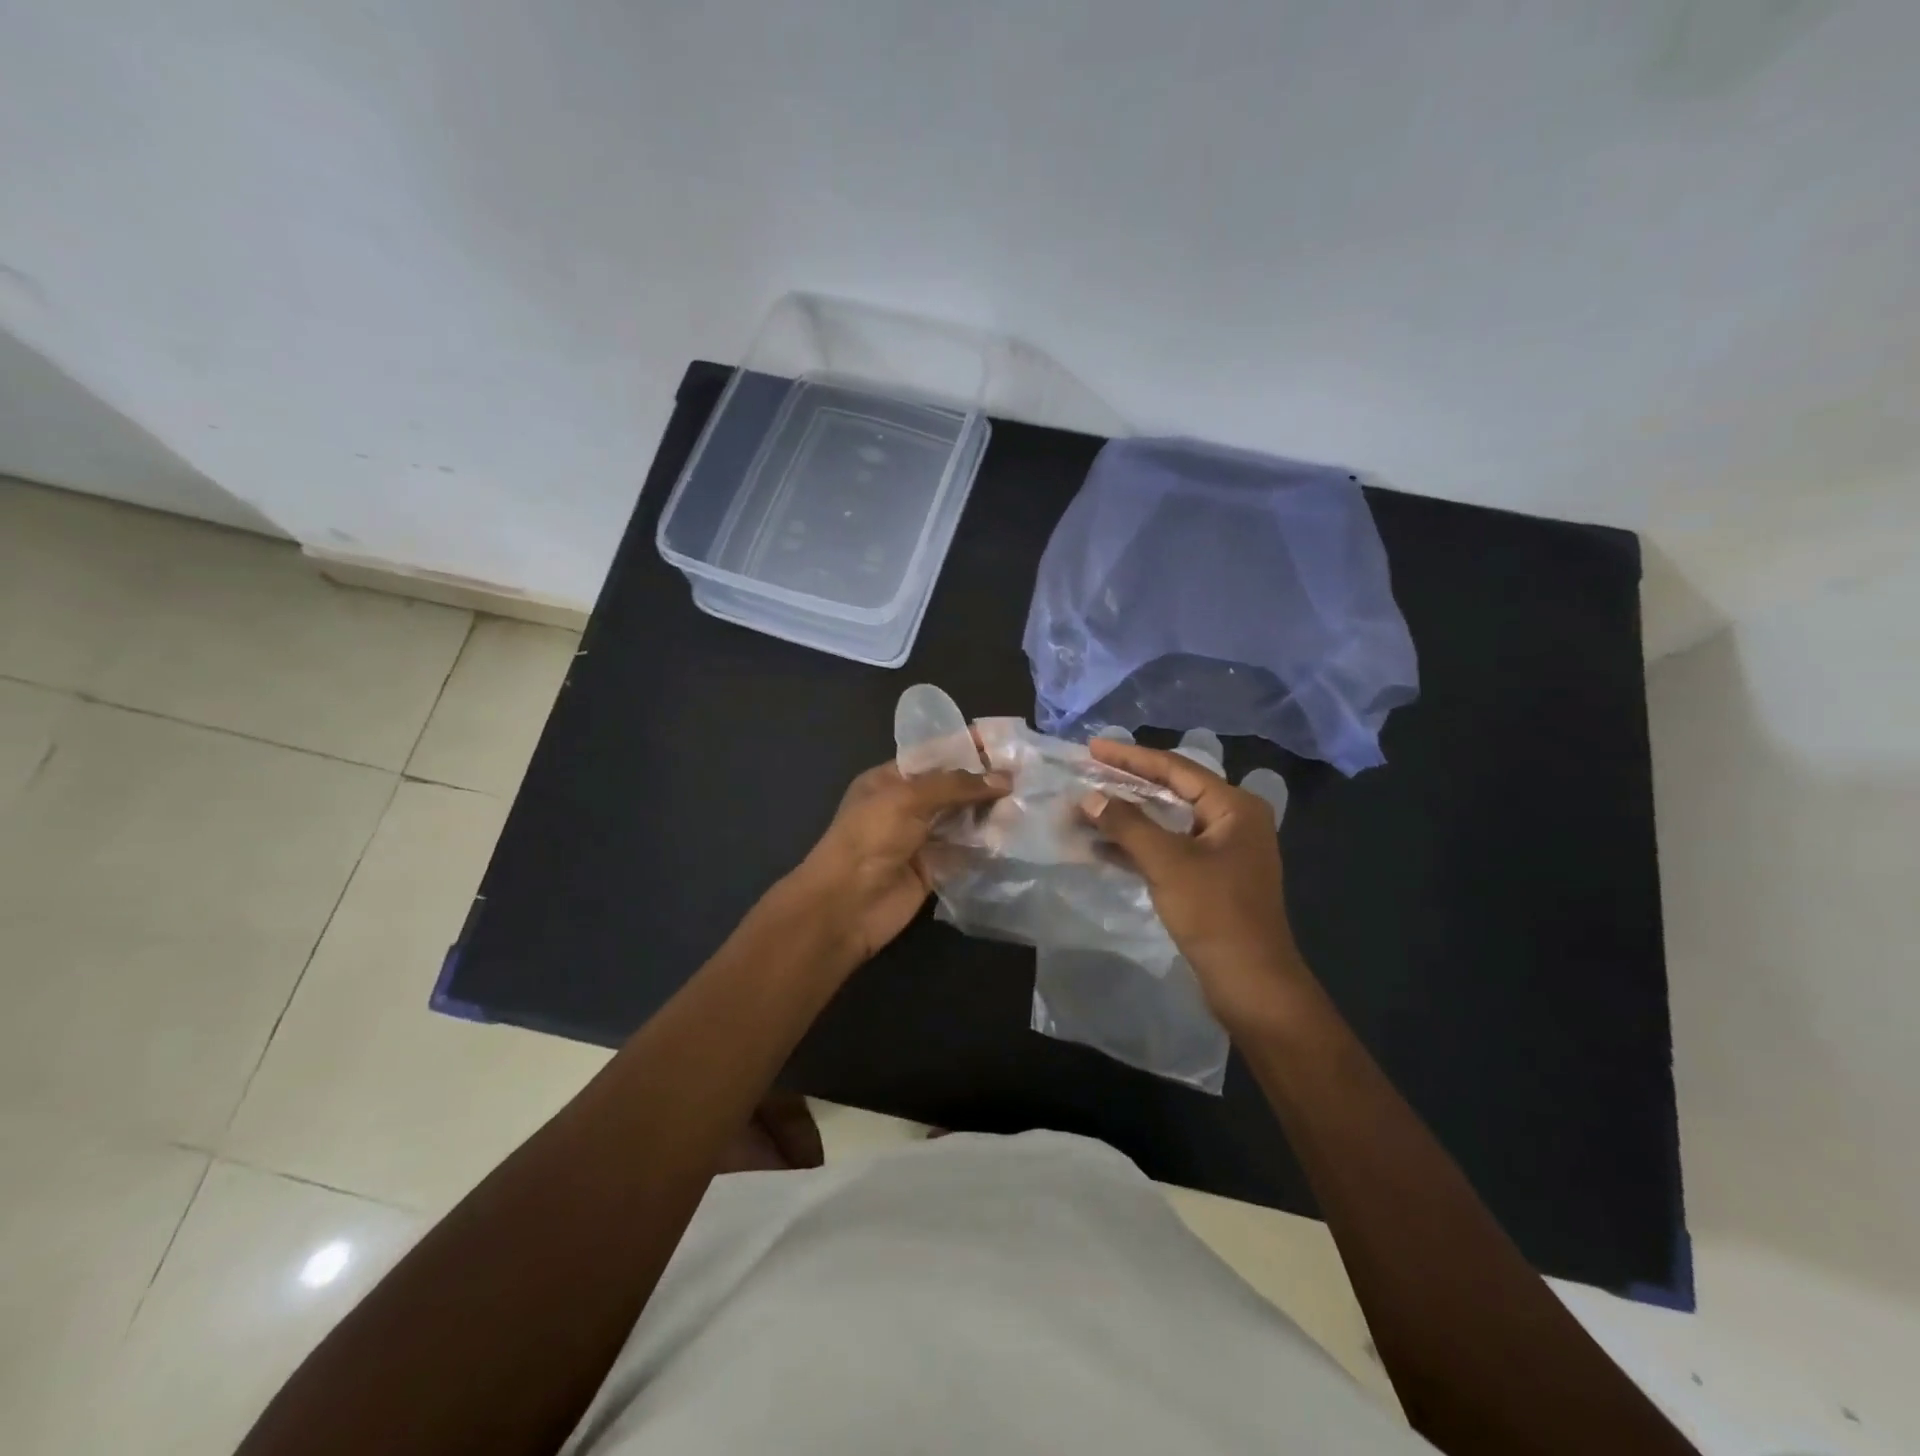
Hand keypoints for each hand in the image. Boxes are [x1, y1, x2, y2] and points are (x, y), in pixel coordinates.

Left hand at [792, 760, 1009, 966]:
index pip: (934, 756)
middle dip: (985, 780)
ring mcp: (921, 839)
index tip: (1004, 742)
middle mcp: (906, 806)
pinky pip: (966, 851)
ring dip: (990, 812)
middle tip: (1028, 772)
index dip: (966, 748)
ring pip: (962, 819)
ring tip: (1030, 800)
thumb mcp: (907, 799)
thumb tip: (1004, 779)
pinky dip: (988, 845)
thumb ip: (955, 786)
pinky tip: (1016, 835)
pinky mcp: (935, 869)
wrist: (846, 905)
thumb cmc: (869, 838)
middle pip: (952, 788)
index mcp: (889, 780)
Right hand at [1081, 738, 1311, 1028]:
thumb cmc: (1215, 913)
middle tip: (1087, 771)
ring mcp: (1221, 852)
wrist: (1251, 983)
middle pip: (1171, 791)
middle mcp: (1231, 821)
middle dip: (1126, 785)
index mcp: (1234, 807)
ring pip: (1166, 822)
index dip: (1131, 757)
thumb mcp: (1167, 862)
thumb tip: (1089, 796)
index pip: (1175, 768)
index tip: (1093, 747)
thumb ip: (1126, 824)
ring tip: (1086, 807)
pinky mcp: (1208, 879)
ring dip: (1126, 818)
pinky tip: (1101, 846)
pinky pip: (1167, 849)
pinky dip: (1136, 846)